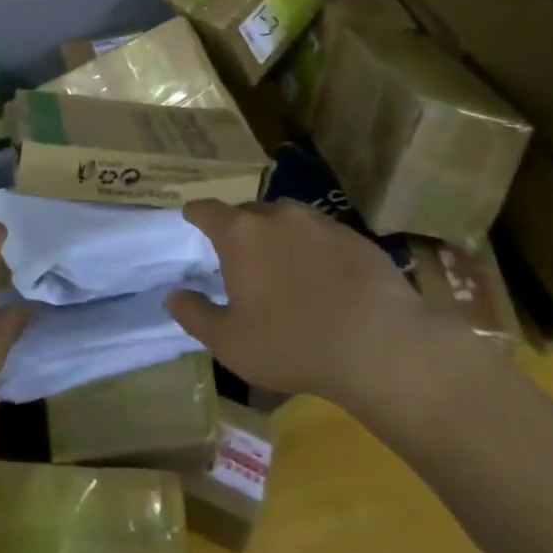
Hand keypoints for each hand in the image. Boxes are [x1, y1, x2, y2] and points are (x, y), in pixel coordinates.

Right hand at [164, 200, 488, 435]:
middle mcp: (276, 214)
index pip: (205, 209)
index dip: (195, 215)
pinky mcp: (353, 235)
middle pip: (247, 213)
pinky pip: (321, 235)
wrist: (381, 344)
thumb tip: (172, 296)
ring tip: (284, 269)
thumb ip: (195, 315)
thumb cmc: (292, 344)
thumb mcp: (231, 343)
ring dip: (279, 238)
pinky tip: (326, 281)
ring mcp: (318, 221)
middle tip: (241, 261)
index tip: (191, 222)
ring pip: (286, 221)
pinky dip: (314, 250)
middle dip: (239, 231)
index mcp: (240, 233)